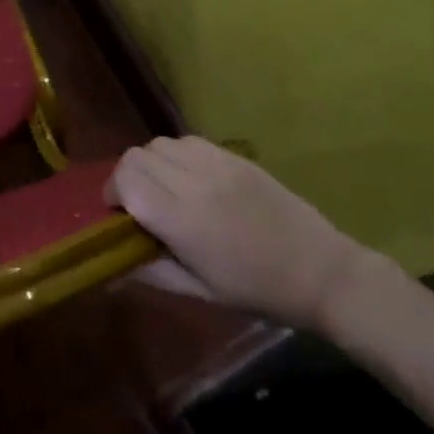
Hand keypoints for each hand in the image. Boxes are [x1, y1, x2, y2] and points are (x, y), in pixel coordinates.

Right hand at [107, 136, 386, 333]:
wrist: (321, 271)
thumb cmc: (258, 291)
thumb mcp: (200, 292)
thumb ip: (152, 272)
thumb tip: (113, 265)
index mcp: (183, 220)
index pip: (127, 180)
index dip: (112, 193)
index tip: (119, 215)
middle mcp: (195, 182)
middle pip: (137, 155)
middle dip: (127, 177)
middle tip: (138, 205)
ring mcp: (217, 163)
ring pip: (160, 143)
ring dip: (151, 163)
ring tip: (165, 190)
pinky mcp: (234, 156)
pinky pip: (188, 141)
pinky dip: (176, 155)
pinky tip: (190, 179)